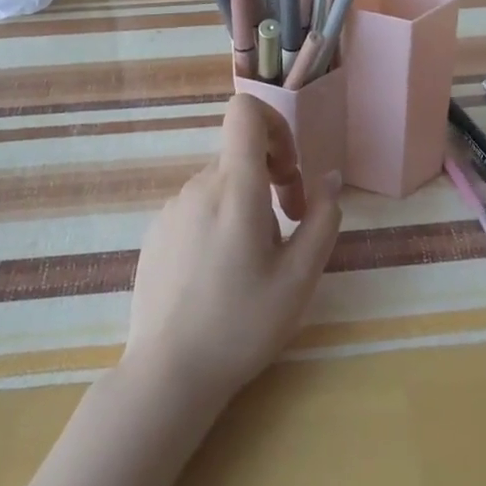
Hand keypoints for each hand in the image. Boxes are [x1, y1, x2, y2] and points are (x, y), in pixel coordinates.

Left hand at [122, 95, 343, 406]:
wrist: (168, 374)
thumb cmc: (242, 324)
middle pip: (241, 154)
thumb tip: (330, 180)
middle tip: (288, 227)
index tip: (290, 171)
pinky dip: (219, 221)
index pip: (245, 111)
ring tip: (254, 261)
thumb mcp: (300, 277)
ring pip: (221, 184)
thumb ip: (323, 218)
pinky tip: (220, 274)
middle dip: (272, 178)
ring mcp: (171, 209)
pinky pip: (197, 207)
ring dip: (247, 204)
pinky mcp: (156, 232)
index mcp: (234, 188)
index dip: (276, 124)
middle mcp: (197, 187)